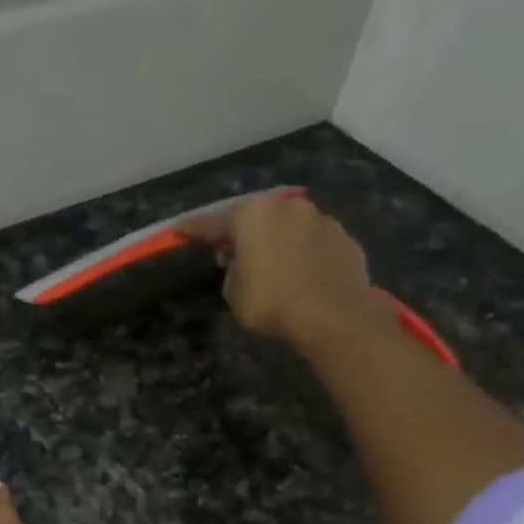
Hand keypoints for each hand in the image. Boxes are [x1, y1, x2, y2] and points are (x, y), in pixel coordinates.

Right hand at [179, 190, 380, 345]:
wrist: (333, 316)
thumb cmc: (272, 303)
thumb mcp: (234, 293)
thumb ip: (233, 271)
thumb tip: (243, 263)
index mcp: (252, 216)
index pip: (213, 222)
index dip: (193, 229)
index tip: (179, 230)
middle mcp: (286, 207)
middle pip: (254, 216)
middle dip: (239, 232)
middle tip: (229, 251)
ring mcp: (320, 218)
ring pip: (287, 225)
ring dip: (275, 239)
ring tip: (270, 262)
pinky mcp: (343, 236)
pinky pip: (312, 241)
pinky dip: (301, 251)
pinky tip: (300, 272)